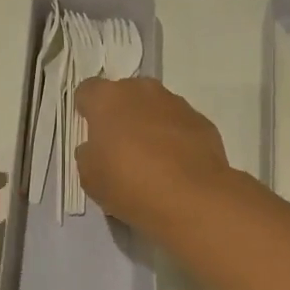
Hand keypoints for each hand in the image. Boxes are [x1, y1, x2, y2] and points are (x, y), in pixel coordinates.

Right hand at [74, 79, 233, 237]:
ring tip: (151, 160)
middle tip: (119, 148)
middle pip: (124, 95)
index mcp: (107, 98)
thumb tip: (95, 148)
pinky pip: (179, 125)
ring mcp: (176, 103)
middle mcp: (142, 90)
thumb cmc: (129, 183)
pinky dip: (175, 139)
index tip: (90, 133)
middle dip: (120, 115)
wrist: (191, 199)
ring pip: (154, 108)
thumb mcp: (89, 177)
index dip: (86, 110)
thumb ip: (88, 154)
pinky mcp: (202, 121)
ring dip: (149, 125)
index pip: (87, 91)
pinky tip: (175, 167)